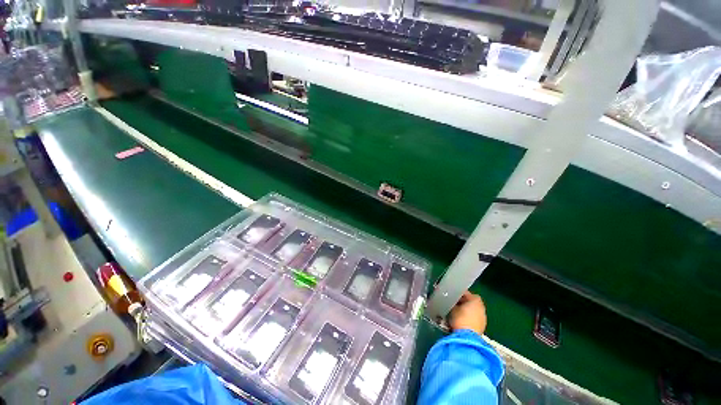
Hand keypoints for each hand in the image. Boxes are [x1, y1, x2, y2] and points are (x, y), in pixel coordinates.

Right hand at [448, 291, 486, 335]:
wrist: (467, 338)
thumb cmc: (460, 319)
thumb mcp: (452, 308)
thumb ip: (453, 302)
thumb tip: (452, 302)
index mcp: (475, 300)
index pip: (467, 293)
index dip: (459, 293)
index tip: (452, 295)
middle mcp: (481, 307)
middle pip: (472, 301)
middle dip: (463, 302)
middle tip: (454, 303)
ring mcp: (483, 318)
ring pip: (473, 310)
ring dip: (467, 310)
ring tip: (457, 312)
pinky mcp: (482, 327)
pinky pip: (474, 318)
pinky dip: (469, 317)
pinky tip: (461, 320)